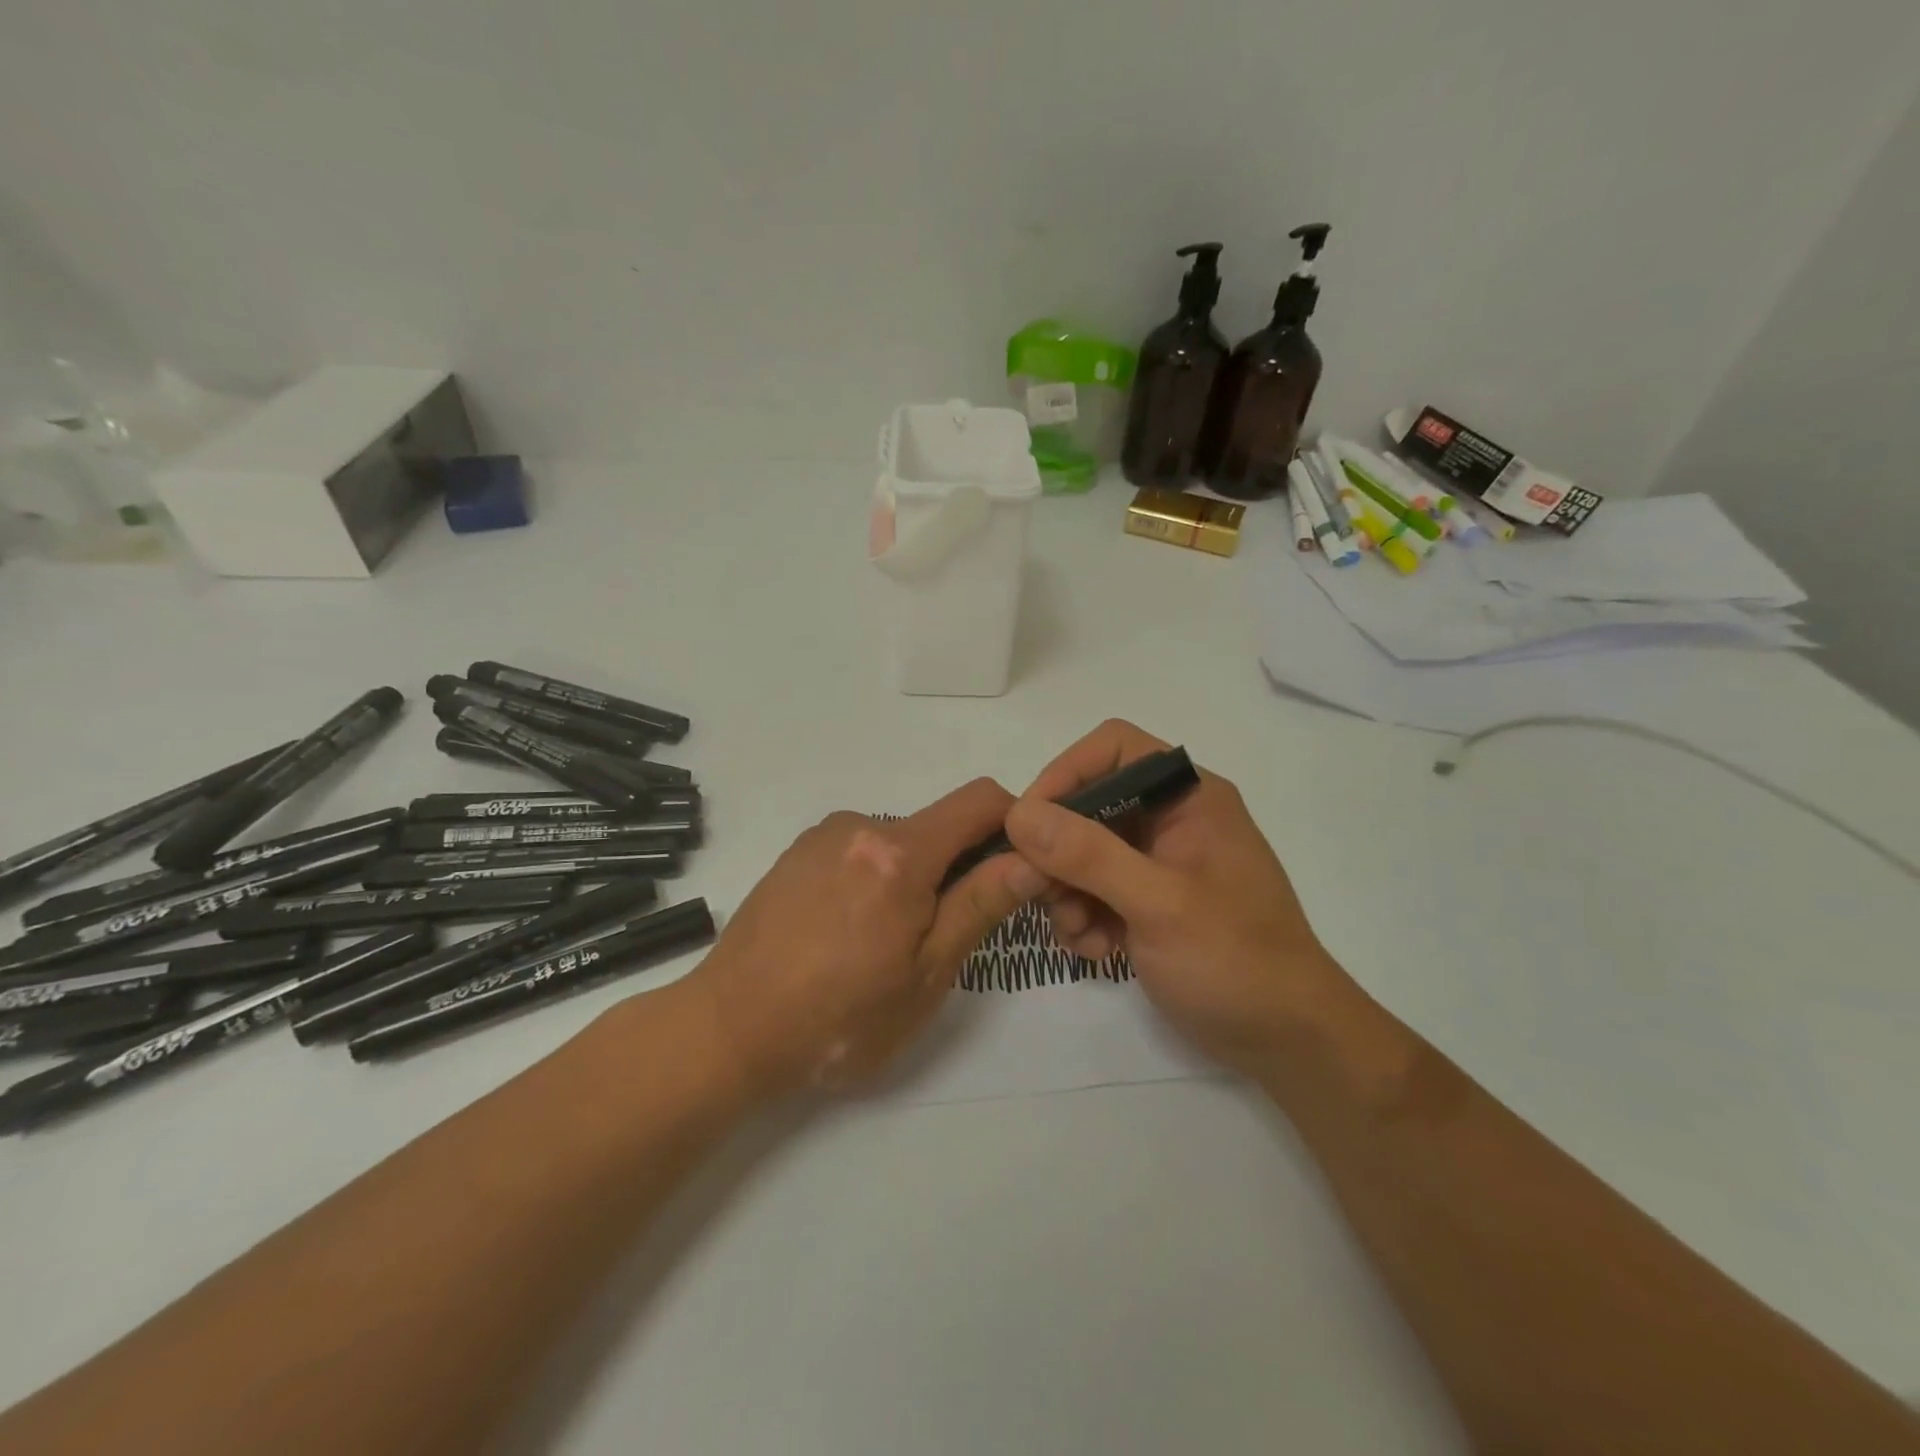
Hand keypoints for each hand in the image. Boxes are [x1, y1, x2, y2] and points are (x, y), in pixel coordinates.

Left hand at [686, 779, 1043, 1095]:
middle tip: (942, 935)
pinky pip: (859, 850)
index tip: (1017, 869)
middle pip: (938, 826)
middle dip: (958, 867)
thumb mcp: (925, 975)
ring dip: (912, 877)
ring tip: (884, 944)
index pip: (981, 800)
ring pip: (898, 841)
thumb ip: (980, 905)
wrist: (727, 1030)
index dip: (1013, 824)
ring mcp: (823, 836)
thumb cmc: (838, 1018)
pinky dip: (875, 878)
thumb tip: (1031, 857)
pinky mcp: (797, 852)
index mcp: (899, 852)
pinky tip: (846, 932)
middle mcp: (861, 826)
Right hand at [1003, 720, 1349, 1075]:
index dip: (1065, 773)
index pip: (1113, 749)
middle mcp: (1173, 818)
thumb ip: (1088, 855)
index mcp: (1189, 796)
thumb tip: (1019, 813)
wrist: (1287, 1040)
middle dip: (1059, 850)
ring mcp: (1161, 862)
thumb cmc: (1234, 960)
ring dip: (1067, 891)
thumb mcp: (1158, 904)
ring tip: (1077, 934)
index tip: (1028, 823)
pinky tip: (1095, 951)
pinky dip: (1085, 915)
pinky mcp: (1151, 901)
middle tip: (1041, 893)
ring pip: (1085, 851)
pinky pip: (1097, 889)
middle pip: (1090, 803)